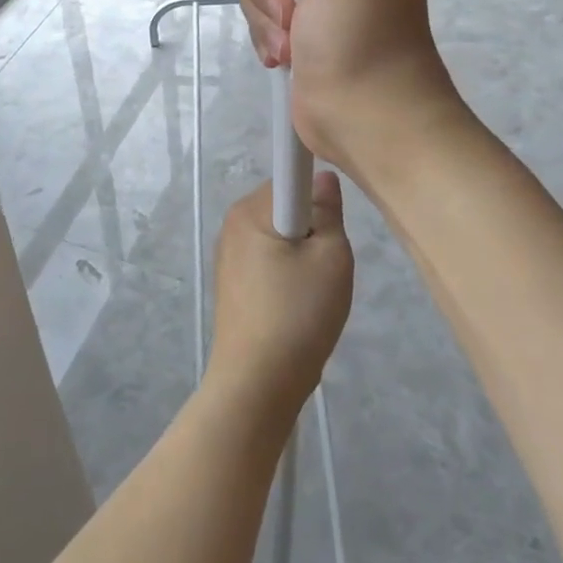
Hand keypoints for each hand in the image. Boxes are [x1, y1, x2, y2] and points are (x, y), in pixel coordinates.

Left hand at [207, 176, 353, 422]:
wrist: (257, 385)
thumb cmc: (297, 314)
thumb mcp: (331, 257)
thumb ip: (329, 211)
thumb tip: (323, 178)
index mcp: (250, 210)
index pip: (291, 177)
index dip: (318, 194)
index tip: (333, 223)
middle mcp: (232, 225)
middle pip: (286, 208)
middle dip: (313, 229)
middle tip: (328, 266)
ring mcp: (229, 257)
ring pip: (280, 238)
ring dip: (303, 257)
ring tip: (313, 294)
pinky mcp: (232, 285)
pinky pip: (269, 263)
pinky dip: (288, 278)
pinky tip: (296, 309)